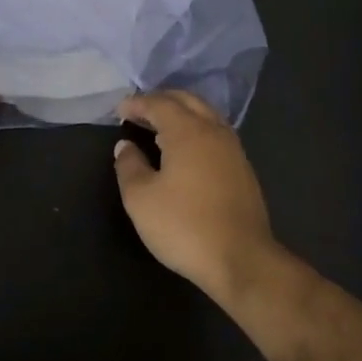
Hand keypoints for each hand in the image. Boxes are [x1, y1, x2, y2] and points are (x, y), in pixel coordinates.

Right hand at [113, 90, 278, 298]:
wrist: (241, 260)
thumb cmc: (184, 226)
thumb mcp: (141, 199)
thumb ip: (129, 166)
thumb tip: (125, 145)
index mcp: (187, 131)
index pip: (159, 104)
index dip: (137, 104)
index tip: (118, 111)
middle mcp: (214, 131)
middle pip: (187, 101)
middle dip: (161, 101)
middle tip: (139, 112)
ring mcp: (233, 150)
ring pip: (205, 115)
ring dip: (181, 113)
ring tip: (160, 127)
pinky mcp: (243, 169)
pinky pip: (216, 133)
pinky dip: (196, 129)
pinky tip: (186, 150)